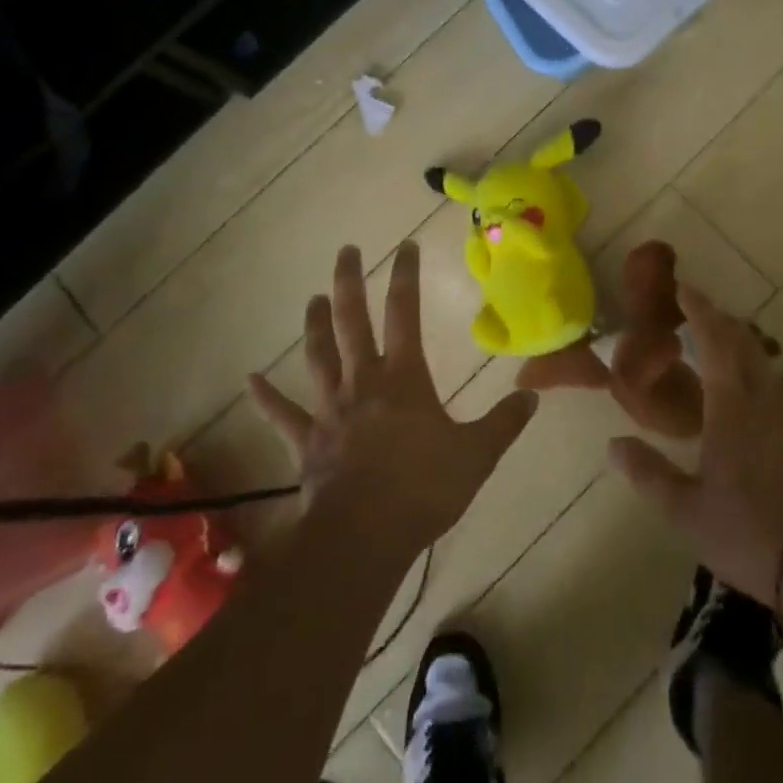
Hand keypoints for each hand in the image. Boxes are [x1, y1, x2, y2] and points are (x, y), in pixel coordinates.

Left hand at [248, 242, 537, 554]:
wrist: (363, 536)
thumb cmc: (423, 488)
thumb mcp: (476, 455)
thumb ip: (504, 423)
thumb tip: (532, 397)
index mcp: (403, 377)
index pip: (405, 313)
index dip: (406, 276)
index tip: (405, 246)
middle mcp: (363, 381)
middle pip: (352, 322)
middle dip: (349, 283)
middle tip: (346, 251)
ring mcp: (331, 409)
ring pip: (318, 356)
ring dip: (314, 325)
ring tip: (313, 298)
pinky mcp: (308, 442)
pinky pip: (283, 415)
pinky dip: (266, 398)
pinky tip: (249, 380)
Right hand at [607, 285, 782, 605]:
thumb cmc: (752, 532)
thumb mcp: (687, 511)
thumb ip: (649, 473)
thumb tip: (613, 444)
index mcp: (732, 404)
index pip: (714, 340)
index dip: (699, 310)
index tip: (684, 288)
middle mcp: (764, 399)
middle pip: (743, 343)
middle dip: (719, 320)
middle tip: (697, 310)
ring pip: (763, 365)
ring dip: (740, 345)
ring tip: (719, 347)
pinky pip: (776, 389)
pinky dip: (756, 374)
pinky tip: (749, 397)